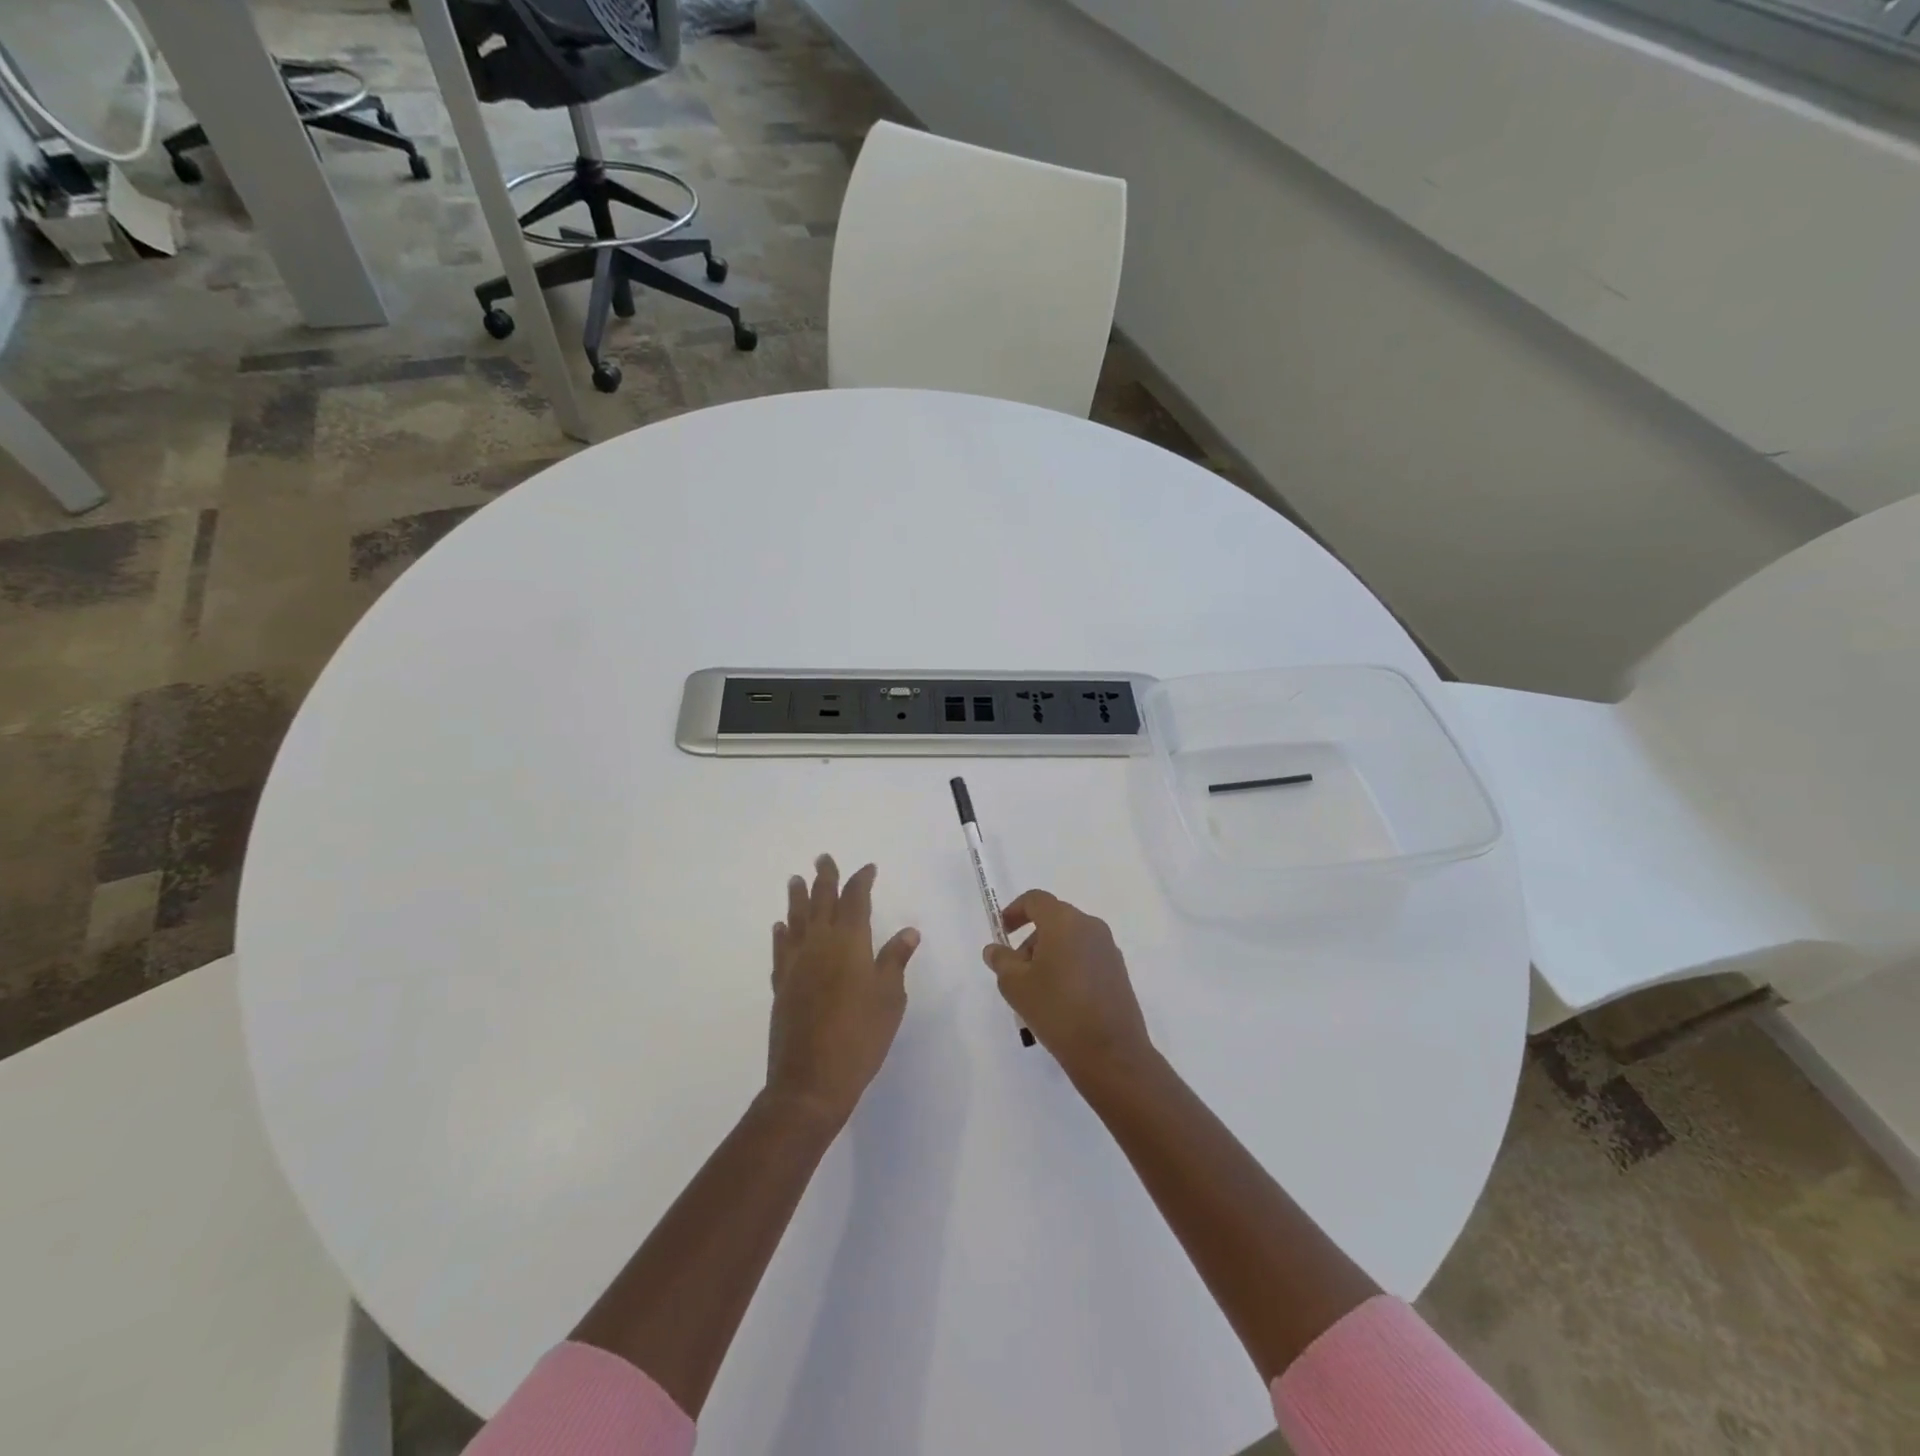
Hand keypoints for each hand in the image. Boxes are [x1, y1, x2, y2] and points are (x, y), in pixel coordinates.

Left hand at [766, 855, 920, 1126]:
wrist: (811, 1081)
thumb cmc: (860, 1037)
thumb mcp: (890, 998)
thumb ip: (895, 960)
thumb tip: (908, 931)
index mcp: (849, 942)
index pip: (855, 900)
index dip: (861, 881)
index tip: (868, 869)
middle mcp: (819, 944)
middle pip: (821, 901)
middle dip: (824, 878)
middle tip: (823, 858)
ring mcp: (796, 964)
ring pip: (796, 920)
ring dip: (797, 898)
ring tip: (795, 880)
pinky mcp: (781, 985)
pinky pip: (781, 950)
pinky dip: (782, 934)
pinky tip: (781, 927)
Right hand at [983, 891, 1153, 1082]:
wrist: (1110, 1052)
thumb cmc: (1057, 1010)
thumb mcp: (1016, 985)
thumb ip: (1001, 961)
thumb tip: (995, 949)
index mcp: (1064, 922)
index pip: (1035, 900)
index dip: (1014, 911)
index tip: (1002, 931)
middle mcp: (1090, 926)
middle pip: (1054, 919)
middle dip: (1031, 939)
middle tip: (1016, 970)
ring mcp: (1108, 949)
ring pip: (1070, 939)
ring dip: (1050, 954)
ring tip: (1037, 990)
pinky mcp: (1118, 971)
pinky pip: (1086, 956)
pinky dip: (1068, 966)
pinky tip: (1061, 1000)